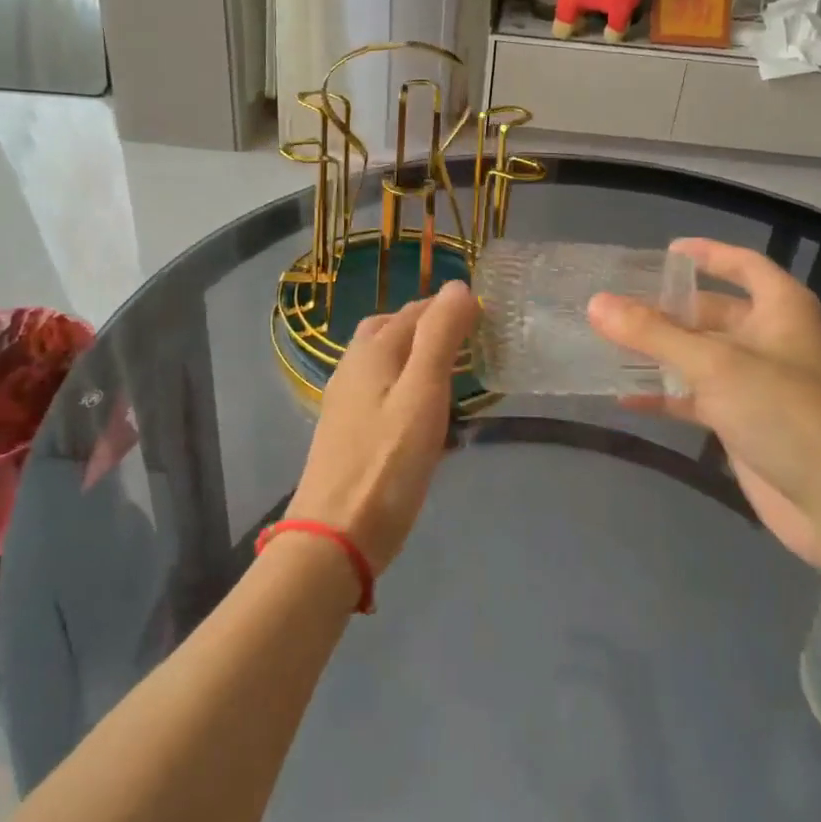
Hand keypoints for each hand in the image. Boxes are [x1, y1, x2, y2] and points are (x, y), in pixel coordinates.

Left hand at [286, 280, 477, 575]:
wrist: (336, 535)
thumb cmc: (387, 462)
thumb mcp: (423, 393)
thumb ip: (440, 336)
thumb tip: (458, 286)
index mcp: (372, 351)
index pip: (414, 311)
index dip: (448, 306)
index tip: (485, 314)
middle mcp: (353, 367)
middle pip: (391, 329)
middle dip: (427, 325)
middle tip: (467, 338)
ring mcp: (346, 401)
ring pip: (384, 361)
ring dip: (416, 354)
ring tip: (452, 370)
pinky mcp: (348, 431)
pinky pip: (381, 390)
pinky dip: (406, 383)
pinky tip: (424, 411)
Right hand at [588, 238, 820, 563]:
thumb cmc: (786, 412)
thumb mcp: (715, 364)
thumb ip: (653, 334)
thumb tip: (596, 303)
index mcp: (781, 310)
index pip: (744, 265)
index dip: (709, 254)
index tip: (667, 252)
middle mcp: (771, 340)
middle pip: (713, 313)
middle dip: (668, 310)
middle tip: (617, 306)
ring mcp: (758, 384)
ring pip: (701, 357)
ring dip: (660, 353)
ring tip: (609, 343)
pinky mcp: (746, 424)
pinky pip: (697, 399)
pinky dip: (666, 396)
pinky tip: (626, 397)